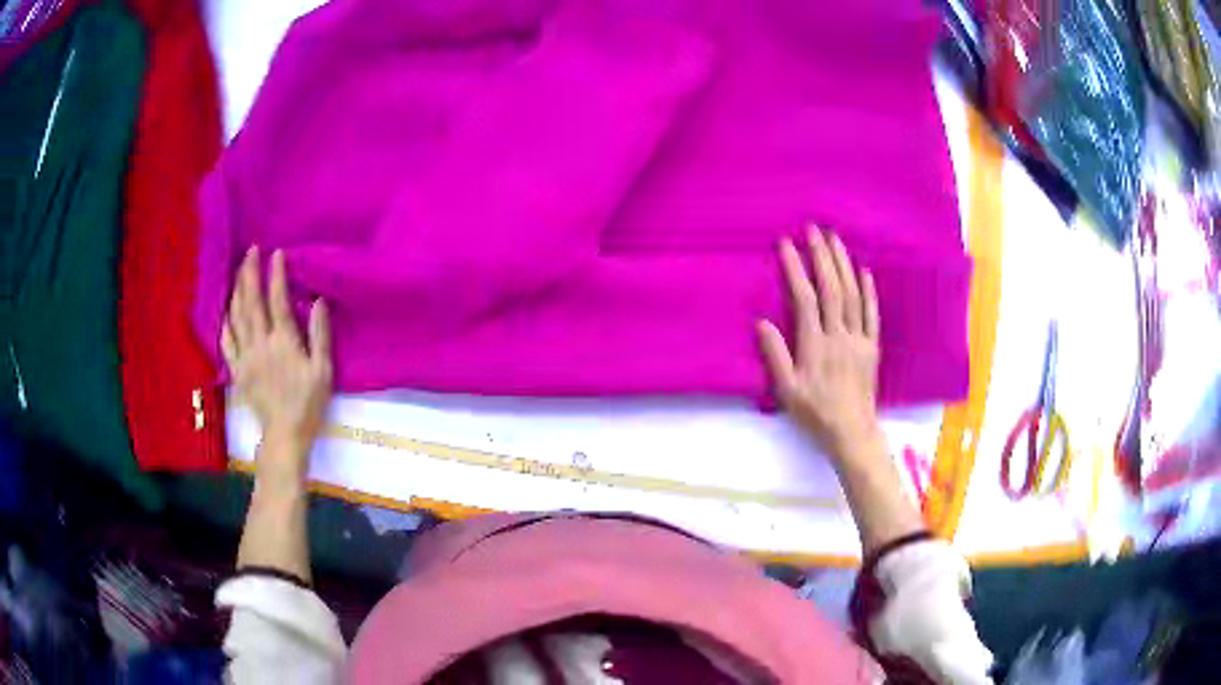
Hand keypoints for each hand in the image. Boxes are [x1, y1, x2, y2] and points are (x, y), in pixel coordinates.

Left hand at [222, 246, 332, 479]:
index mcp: (283, 341)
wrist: (285, 435)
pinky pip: (227, 341)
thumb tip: (318, 301)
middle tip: (251, 251)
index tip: (276, 253)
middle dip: (250, 273)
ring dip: (237, 290)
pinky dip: (225, 322)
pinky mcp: (237, 370)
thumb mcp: (323, 371)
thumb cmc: (308, 403)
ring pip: (237, 316)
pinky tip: (226, 310)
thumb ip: (320, 335)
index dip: (276, 275)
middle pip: (251, 301)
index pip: (277, 300)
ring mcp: (245, 356)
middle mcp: (260, 343)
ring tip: (239, 271)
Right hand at [757, 228, 881, 458]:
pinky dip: (868, 290)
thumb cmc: (816, 414)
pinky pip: (872, 313)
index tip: (786, 245)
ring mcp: (859, 339)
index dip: (796, 269)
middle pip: (832, 288)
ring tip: (835, 239)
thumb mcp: (787, 391)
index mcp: (816, 345)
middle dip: (822, 256)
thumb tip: (762, 322)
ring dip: (843, 264)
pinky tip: (864, 271)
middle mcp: (840, 336)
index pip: (805, 299)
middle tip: (814, 229)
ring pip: (852, 294)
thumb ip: (776, 356)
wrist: (852, 433)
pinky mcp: (872, 346)